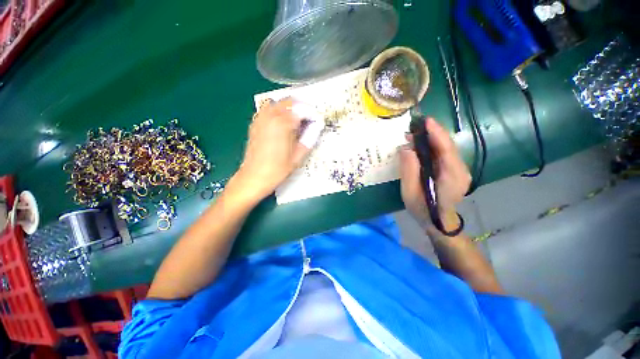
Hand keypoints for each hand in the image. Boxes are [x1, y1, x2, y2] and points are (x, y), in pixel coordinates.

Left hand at [236, 98, 311, 199]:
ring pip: (277, 103)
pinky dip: (276, 111)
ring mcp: (261, 120)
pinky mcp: (255, 125)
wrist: (254, 177)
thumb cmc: (277, 170)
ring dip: (288, 107)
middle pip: (288, 102)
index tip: (317, 120)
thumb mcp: (297, 157)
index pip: (301, 110)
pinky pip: (266, 110)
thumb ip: (308, 140)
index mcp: (283, 125)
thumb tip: (316, 128)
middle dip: (301, 107)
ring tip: (296, 119)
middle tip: (308, 118)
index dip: (312, 114)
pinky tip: (281, 122)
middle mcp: (271, 118)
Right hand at [399, 117, 470, 231]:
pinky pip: (444, 154)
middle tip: (411, 130)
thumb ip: (409, 170)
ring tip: (412, 137)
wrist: (439, 223)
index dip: (436, 133)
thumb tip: (406, 148)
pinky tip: (420, 147)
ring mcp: (460, 170)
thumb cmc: (423, 209)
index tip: (425, 121)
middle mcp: (461, 170)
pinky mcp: (455, 171)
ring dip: (430, 140)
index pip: (446, 149)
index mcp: (452, 176)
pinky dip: (432, 147)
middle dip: (431, 134)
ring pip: (445, 149)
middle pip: (447, 146)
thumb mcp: (410, 192)